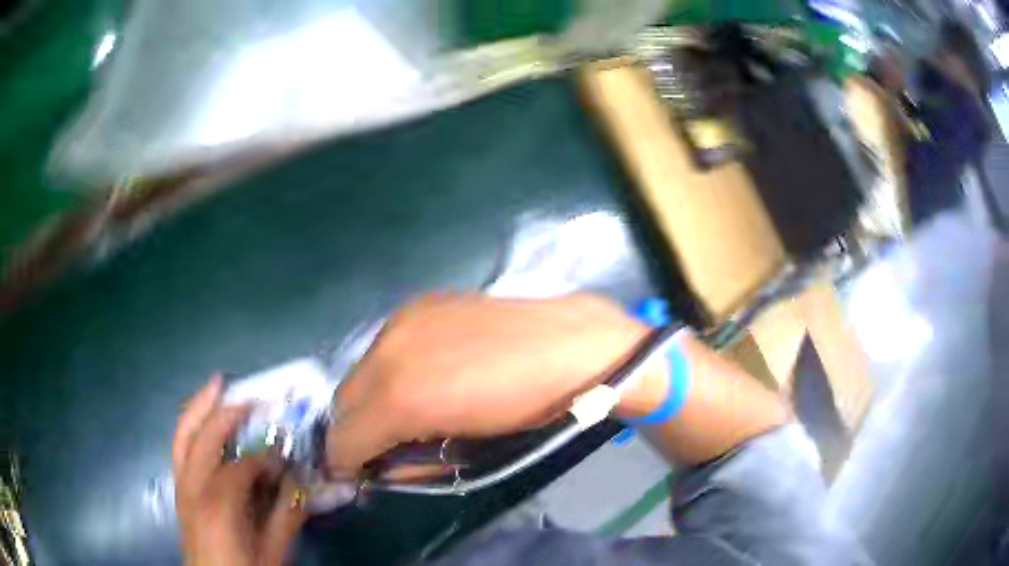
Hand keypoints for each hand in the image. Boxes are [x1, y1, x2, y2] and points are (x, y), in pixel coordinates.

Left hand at [173, 375, 306, 565]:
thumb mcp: (272, 551)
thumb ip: (286, 516)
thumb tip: (301, 482)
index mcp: (218, 504)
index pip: (242, 466)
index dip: (266, 457)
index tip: (285, 456)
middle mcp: (192, 487)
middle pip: (204, 437)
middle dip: (226, 412)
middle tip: (249, 395)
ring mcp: (180, 486)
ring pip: (182, 435)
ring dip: (199, 408)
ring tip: (216, 386)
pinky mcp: (178, 491)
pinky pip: (180, 448)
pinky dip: (190, 427)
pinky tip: (202, 419)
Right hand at [325, 293, 648, 474]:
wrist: (572, 348)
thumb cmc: (529, 412)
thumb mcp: (467, 455)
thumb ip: (412, 462)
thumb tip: (382, 468)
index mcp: (400, 397)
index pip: (344, 439)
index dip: (345, 464)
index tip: (357, 476)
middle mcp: (387, 351)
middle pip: (343, 402)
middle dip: (354, 431)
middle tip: (380, 448)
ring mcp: (402, 321)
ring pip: (361, 371)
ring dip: (370, 398)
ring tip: (406, 412)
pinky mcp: (419, 304)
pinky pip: (385, 345)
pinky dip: (390, 368)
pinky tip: (423, 374)